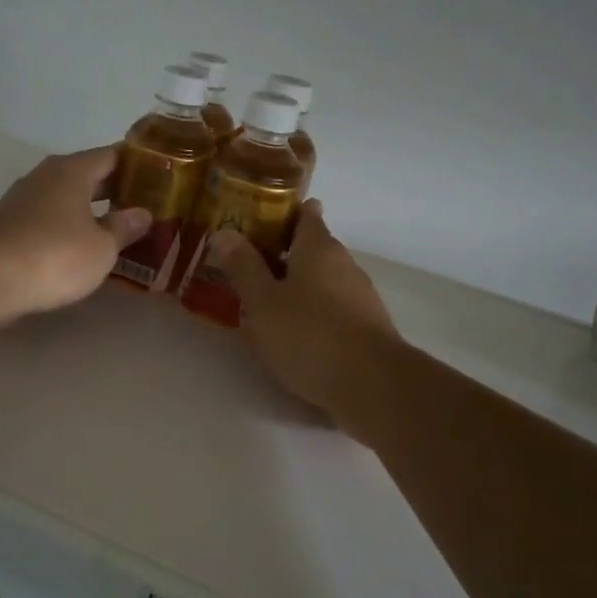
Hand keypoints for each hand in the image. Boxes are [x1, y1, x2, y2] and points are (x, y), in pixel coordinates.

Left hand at [0, 146, 152, 318]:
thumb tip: (142, 213)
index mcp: (72, 171)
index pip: (111, 155)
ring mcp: (22, 200)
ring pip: (65, 198)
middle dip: (114, 189)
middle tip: (144, 205)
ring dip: (89, 210)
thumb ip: (124, 228)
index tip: (158, 174)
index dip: (136, 164)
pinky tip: (81, 246)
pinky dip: (67, 227)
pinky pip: (49, 219)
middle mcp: (45, 176)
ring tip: (116, 228)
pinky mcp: (8, 225)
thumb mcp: (102, 247)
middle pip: (87, 175)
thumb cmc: (56, 255)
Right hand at [209, 201, 400, 418]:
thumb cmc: (310, 335)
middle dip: (283, 253)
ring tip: (264, 300)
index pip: (305, 214)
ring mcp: (360, 296)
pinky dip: (312, 312)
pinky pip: (332, 308)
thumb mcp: (264, 302)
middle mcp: (344, 264)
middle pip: (313, 248)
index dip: (282, 212)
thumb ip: (244, 268)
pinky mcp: (367, 327)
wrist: (372, 385)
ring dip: (297, 285)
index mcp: (318, 248)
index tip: (257, 218)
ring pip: (323, 280)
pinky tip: (292, 333)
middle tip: (247, 263)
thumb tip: (224, 233)